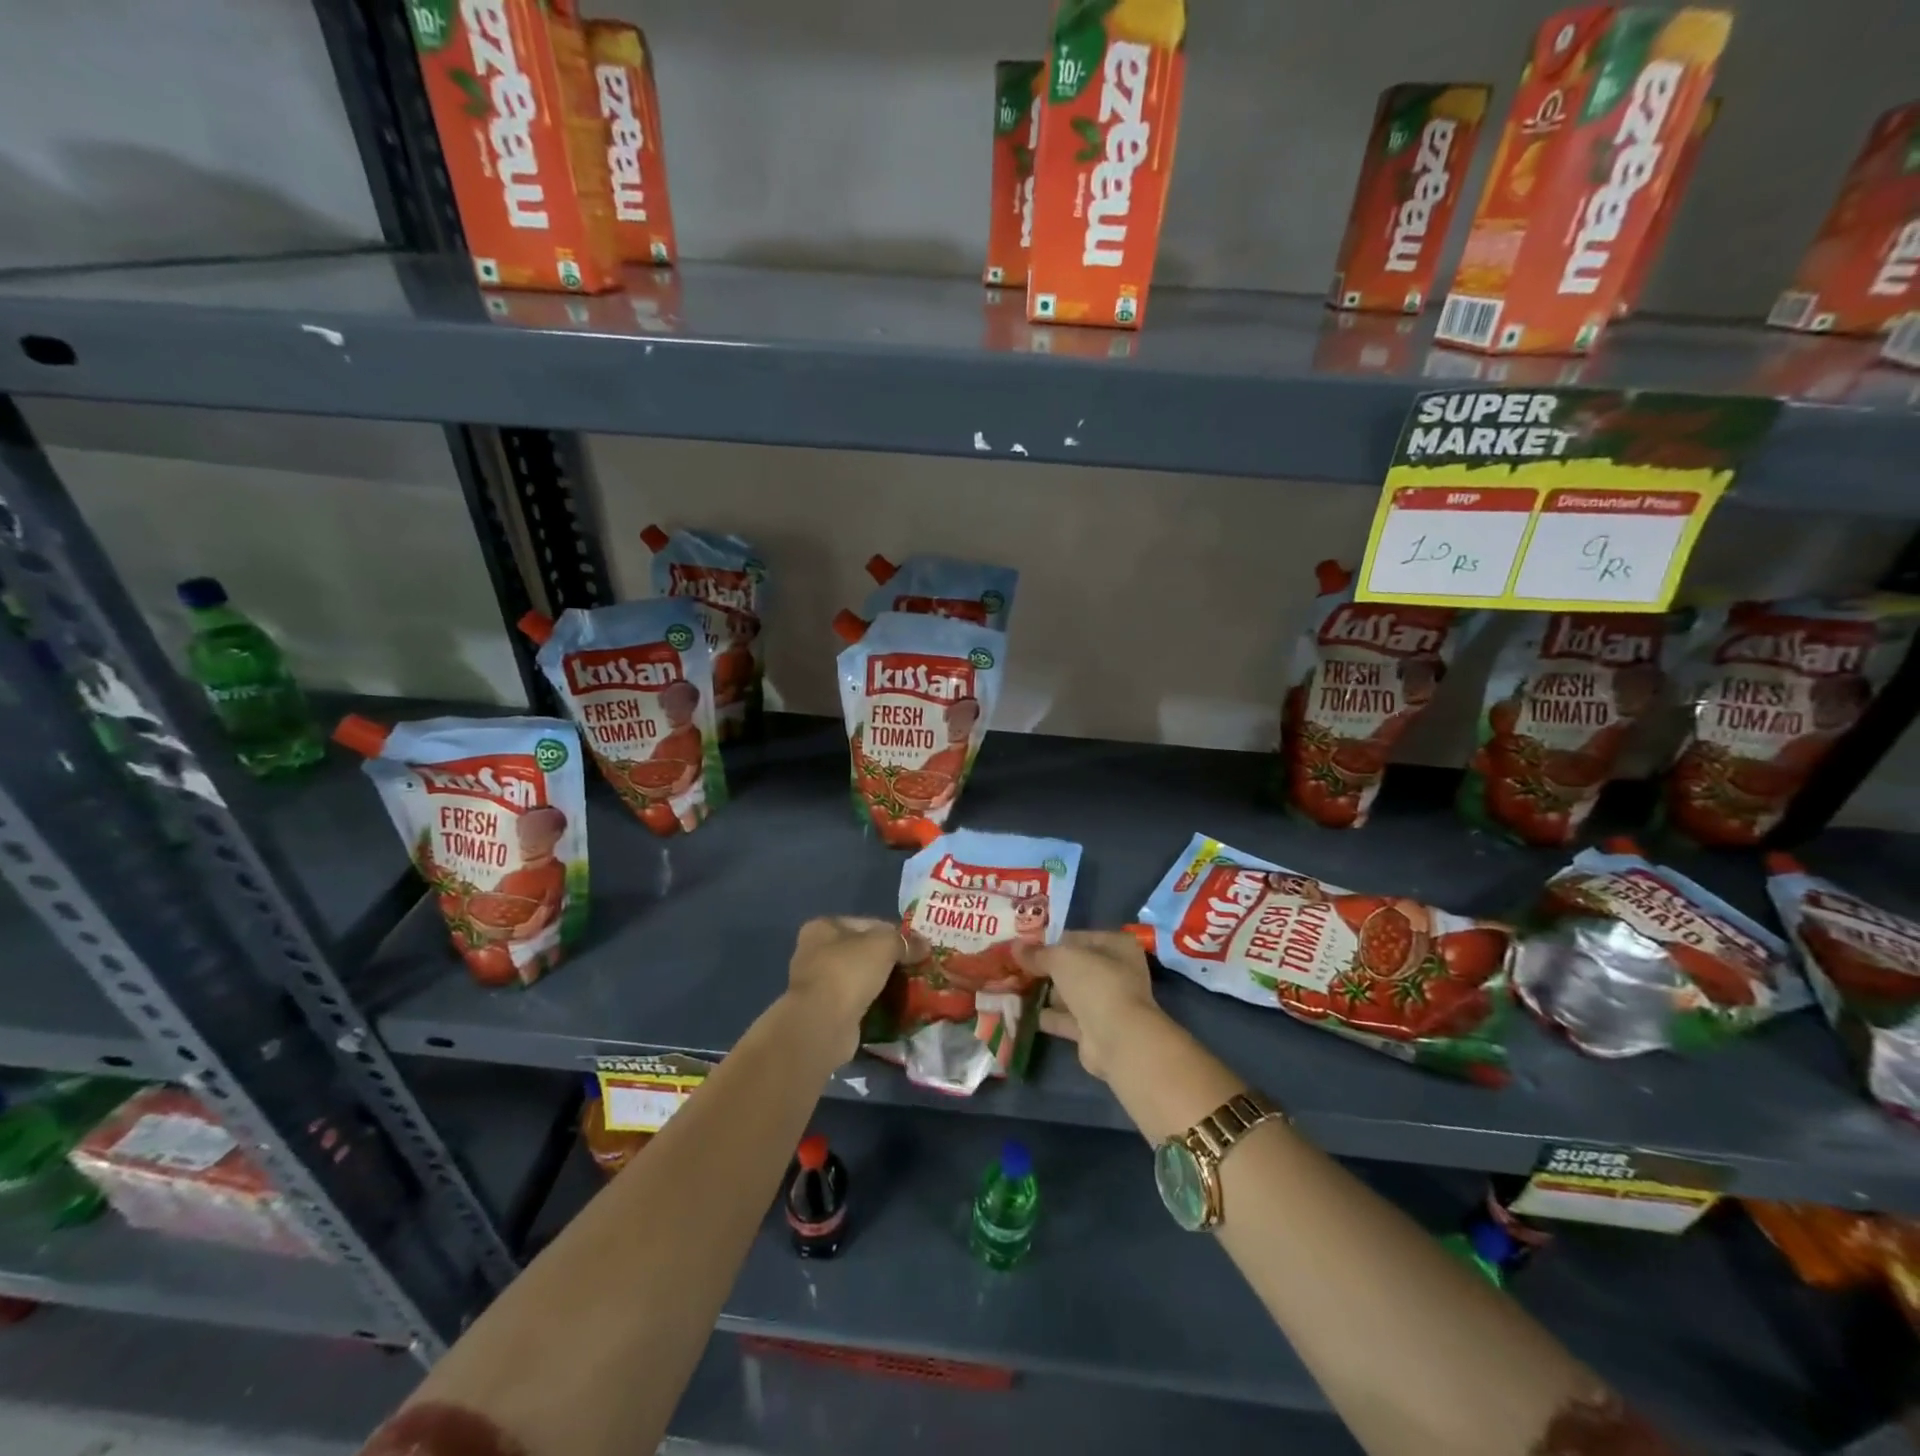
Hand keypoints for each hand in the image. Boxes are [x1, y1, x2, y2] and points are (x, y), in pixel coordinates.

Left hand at [785, 917, 921, 1061]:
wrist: (823, 1023)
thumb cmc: (848, 971)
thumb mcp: (884, 945)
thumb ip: (905, 942)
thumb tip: (924, 945)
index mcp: (823, 927)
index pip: (868, 924)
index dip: (895, 933)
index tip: (918, 947)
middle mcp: (815, 952)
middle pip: (863, 952)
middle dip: (890, 961)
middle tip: (916, 969)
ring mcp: (819, 985)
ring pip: (861, 979)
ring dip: (883, 984)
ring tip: (911, 990)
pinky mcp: (826, 1012)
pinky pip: (858, 1003)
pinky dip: (875, 1005)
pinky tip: (896, 1010)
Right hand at [1014, 930, 1162, 1081]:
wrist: (1118, 1039)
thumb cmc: (1095, 984)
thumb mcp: (1062, 959)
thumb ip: (1038, 953)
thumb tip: (1015, 946)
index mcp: (1116, 947)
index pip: (1077, 938)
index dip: (1051, 941)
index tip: (1024, 946)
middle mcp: (1116, 973)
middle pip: (1073, 967)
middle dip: (1046, 969)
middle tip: (1015, 967)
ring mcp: (1106, 1003)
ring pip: (1069, 993)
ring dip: (1044, 993)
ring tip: (1012, 988)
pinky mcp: (1094, 1030)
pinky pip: (1065, 1018)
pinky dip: (1046, 1016)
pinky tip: (1019, 1012)